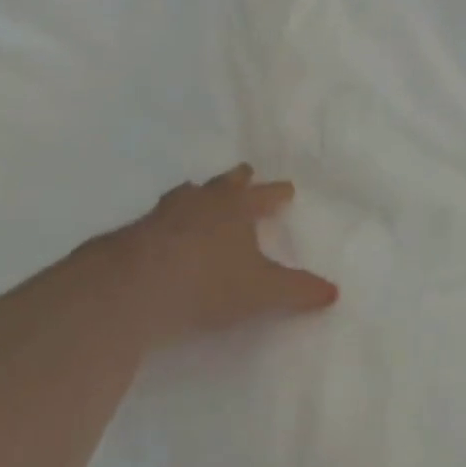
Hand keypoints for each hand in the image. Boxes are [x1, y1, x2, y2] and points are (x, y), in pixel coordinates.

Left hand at [78, 165, 338, 345]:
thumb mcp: (262, 292)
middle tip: (244, 174)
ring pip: (185, 195)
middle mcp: (201, 202)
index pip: (263, 195)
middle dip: (237, 180)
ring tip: (197, 194)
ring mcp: (163, 214)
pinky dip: (164, 223)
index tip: (287, 189)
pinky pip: (155, 221)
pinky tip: (160, 234)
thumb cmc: (209, 282)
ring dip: (196, 195)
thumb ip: (298, 291)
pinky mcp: (131, 234)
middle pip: (223, 184)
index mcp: (236, 208)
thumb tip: (334, 292)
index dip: (276, 194)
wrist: (133, 287)